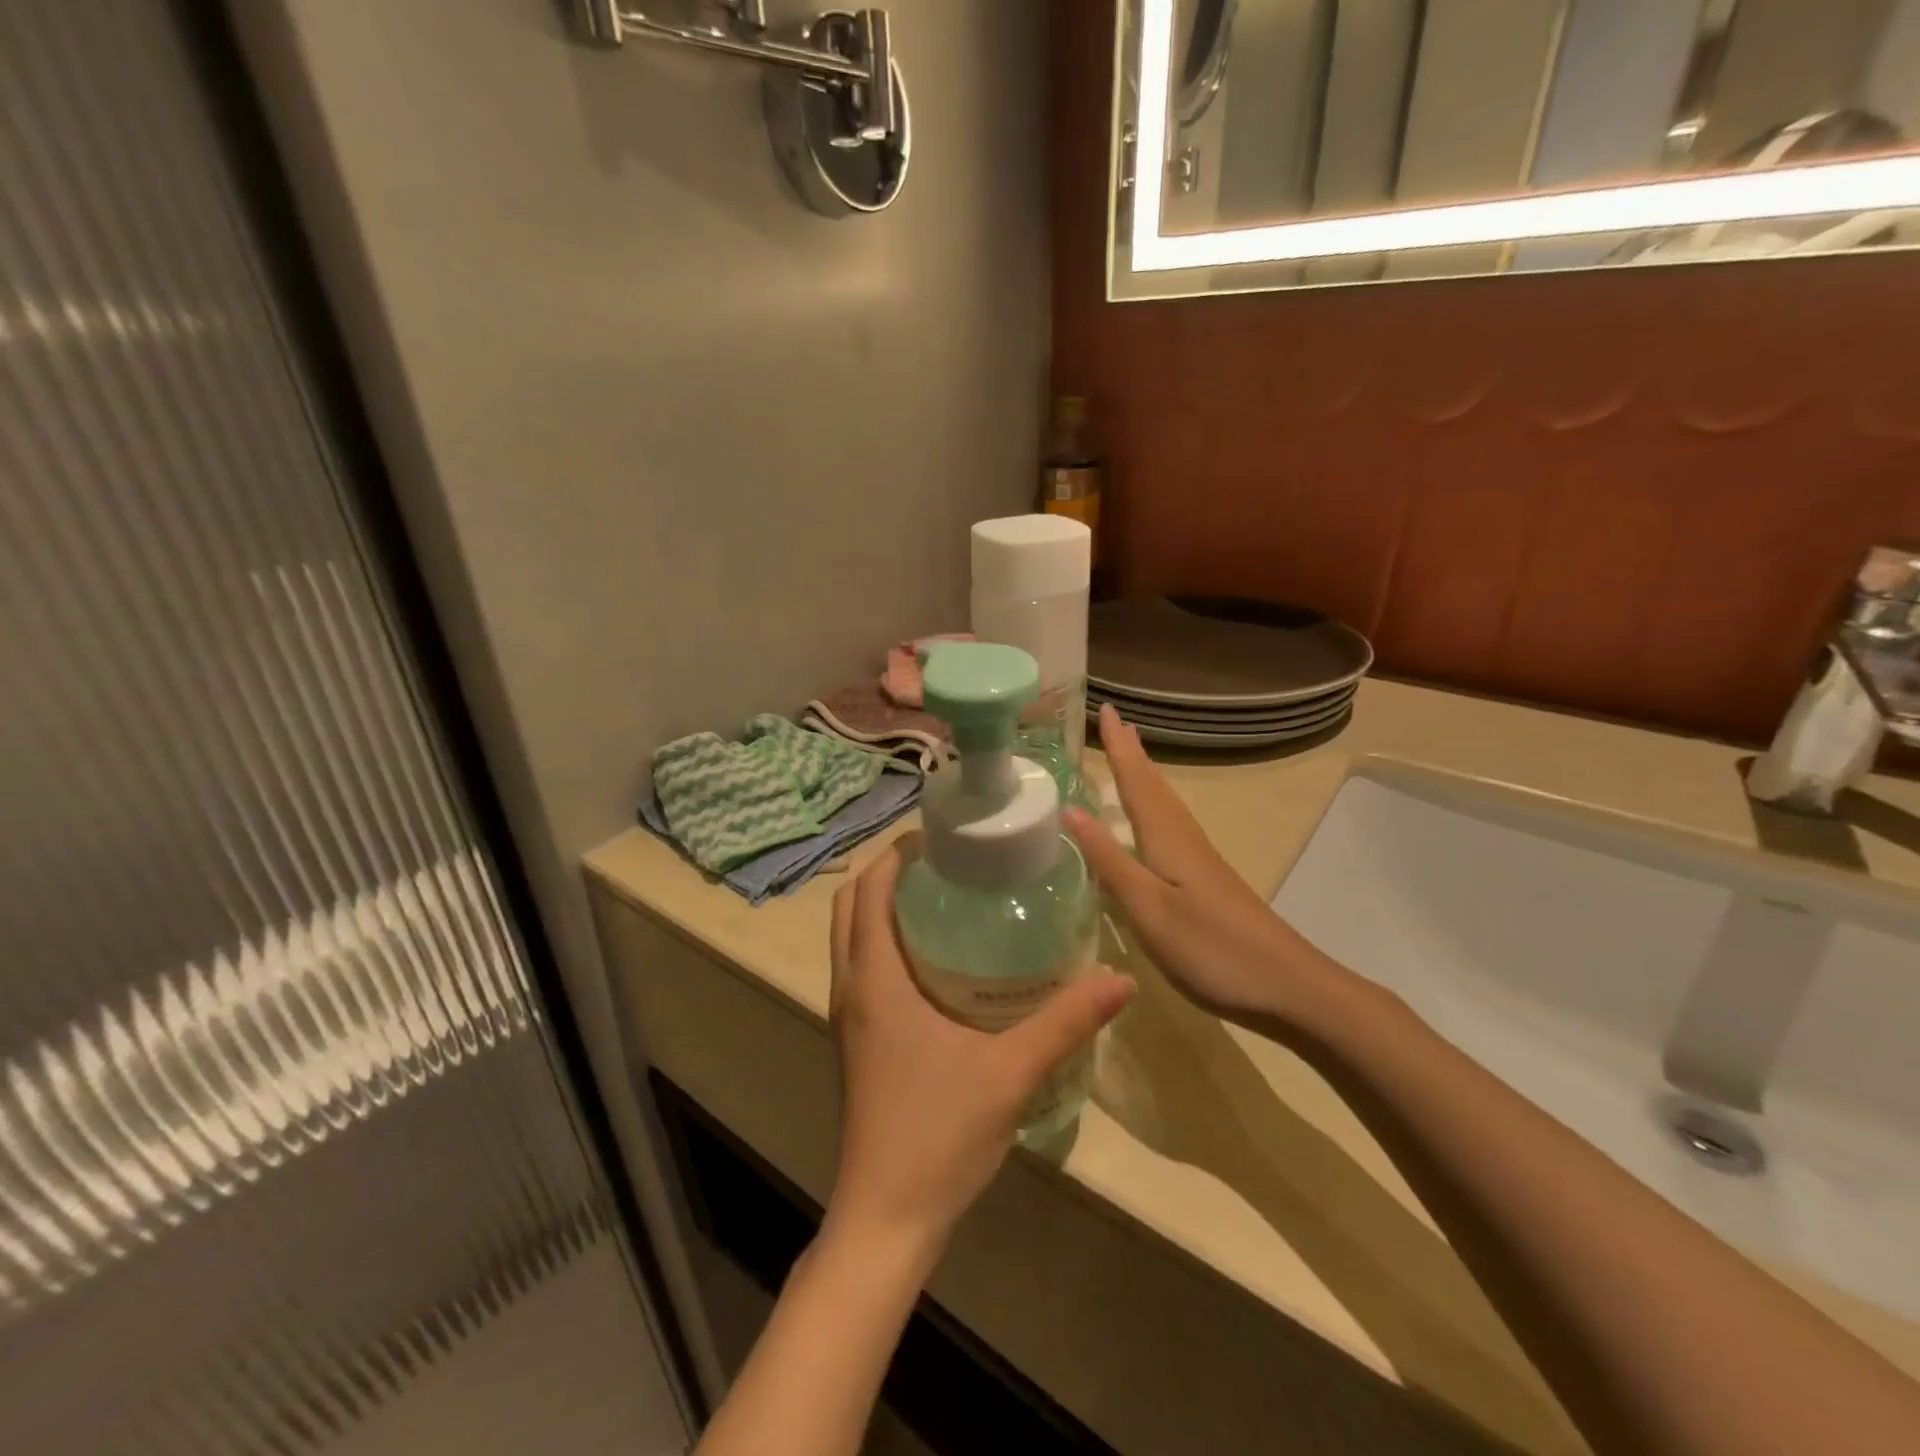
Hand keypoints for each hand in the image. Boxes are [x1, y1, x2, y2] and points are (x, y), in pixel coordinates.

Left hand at [826, 845, 1134, 1258]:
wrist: (886, 1218)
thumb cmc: (939, 1134)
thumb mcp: (1011, 1072)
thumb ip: (1066, 1021)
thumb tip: (1120, 978)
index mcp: (875, 981)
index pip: (869, 892)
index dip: (895, 854)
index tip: (937, 834)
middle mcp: (850, 989)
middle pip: (850, 907)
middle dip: (886, 873)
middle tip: (942, 859)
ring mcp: (847, 1017)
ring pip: (849, 938)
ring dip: (879, 906)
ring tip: (939, 895)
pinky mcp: (855, 1042)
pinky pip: (859, 968)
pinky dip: (881, 942)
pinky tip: (933, 959)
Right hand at [1066, 704, 1343, 1030]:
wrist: (1289, 986)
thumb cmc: (1211, 947)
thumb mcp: (1148, 907)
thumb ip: (1109, 860)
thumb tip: (1071, 810)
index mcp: (1167, 839)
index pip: (1136, 781)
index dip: (1119, 747)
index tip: (1106, 708)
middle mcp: (1184, 839)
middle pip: (1154, 786)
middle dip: (1132, 753)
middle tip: (1113, 722)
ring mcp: (1200, 860)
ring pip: (1164, 805)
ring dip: (1143, 776)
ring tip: (1127, 755)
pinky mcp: (1206, 880)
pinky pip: (1170, 827)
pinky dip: (1152, 808)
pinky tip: (1148, 823)